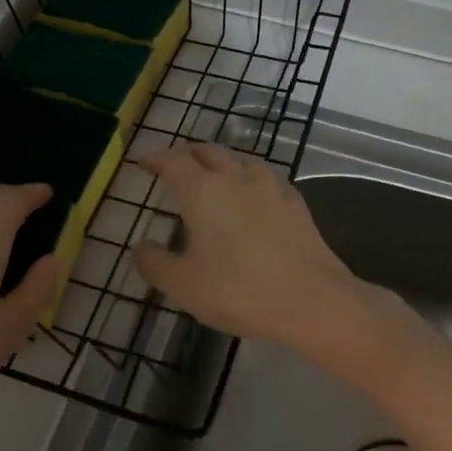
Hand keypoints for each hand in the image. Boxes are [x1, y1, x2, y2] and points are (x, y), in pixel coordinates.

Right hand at [131, 144, 367, 346]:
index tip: (144, 162)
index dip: (155, 158)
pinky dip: (247, 177)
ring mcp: (270, 185)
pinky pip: (264, 176)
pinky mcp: (295, 200)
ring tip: (211, 173)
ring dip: (219, 161)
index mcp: (202, 190)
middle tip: (174, 163)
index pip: (173, 162)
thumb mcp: (184, 285)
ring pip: (238, 159)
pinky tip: (251, 193)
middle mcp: (235, 177)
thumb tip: (140, 247)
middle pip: (207, 151)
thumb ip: (155, 263)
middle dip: (186, 153)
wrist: (311, 299)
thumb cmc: (238, 290)